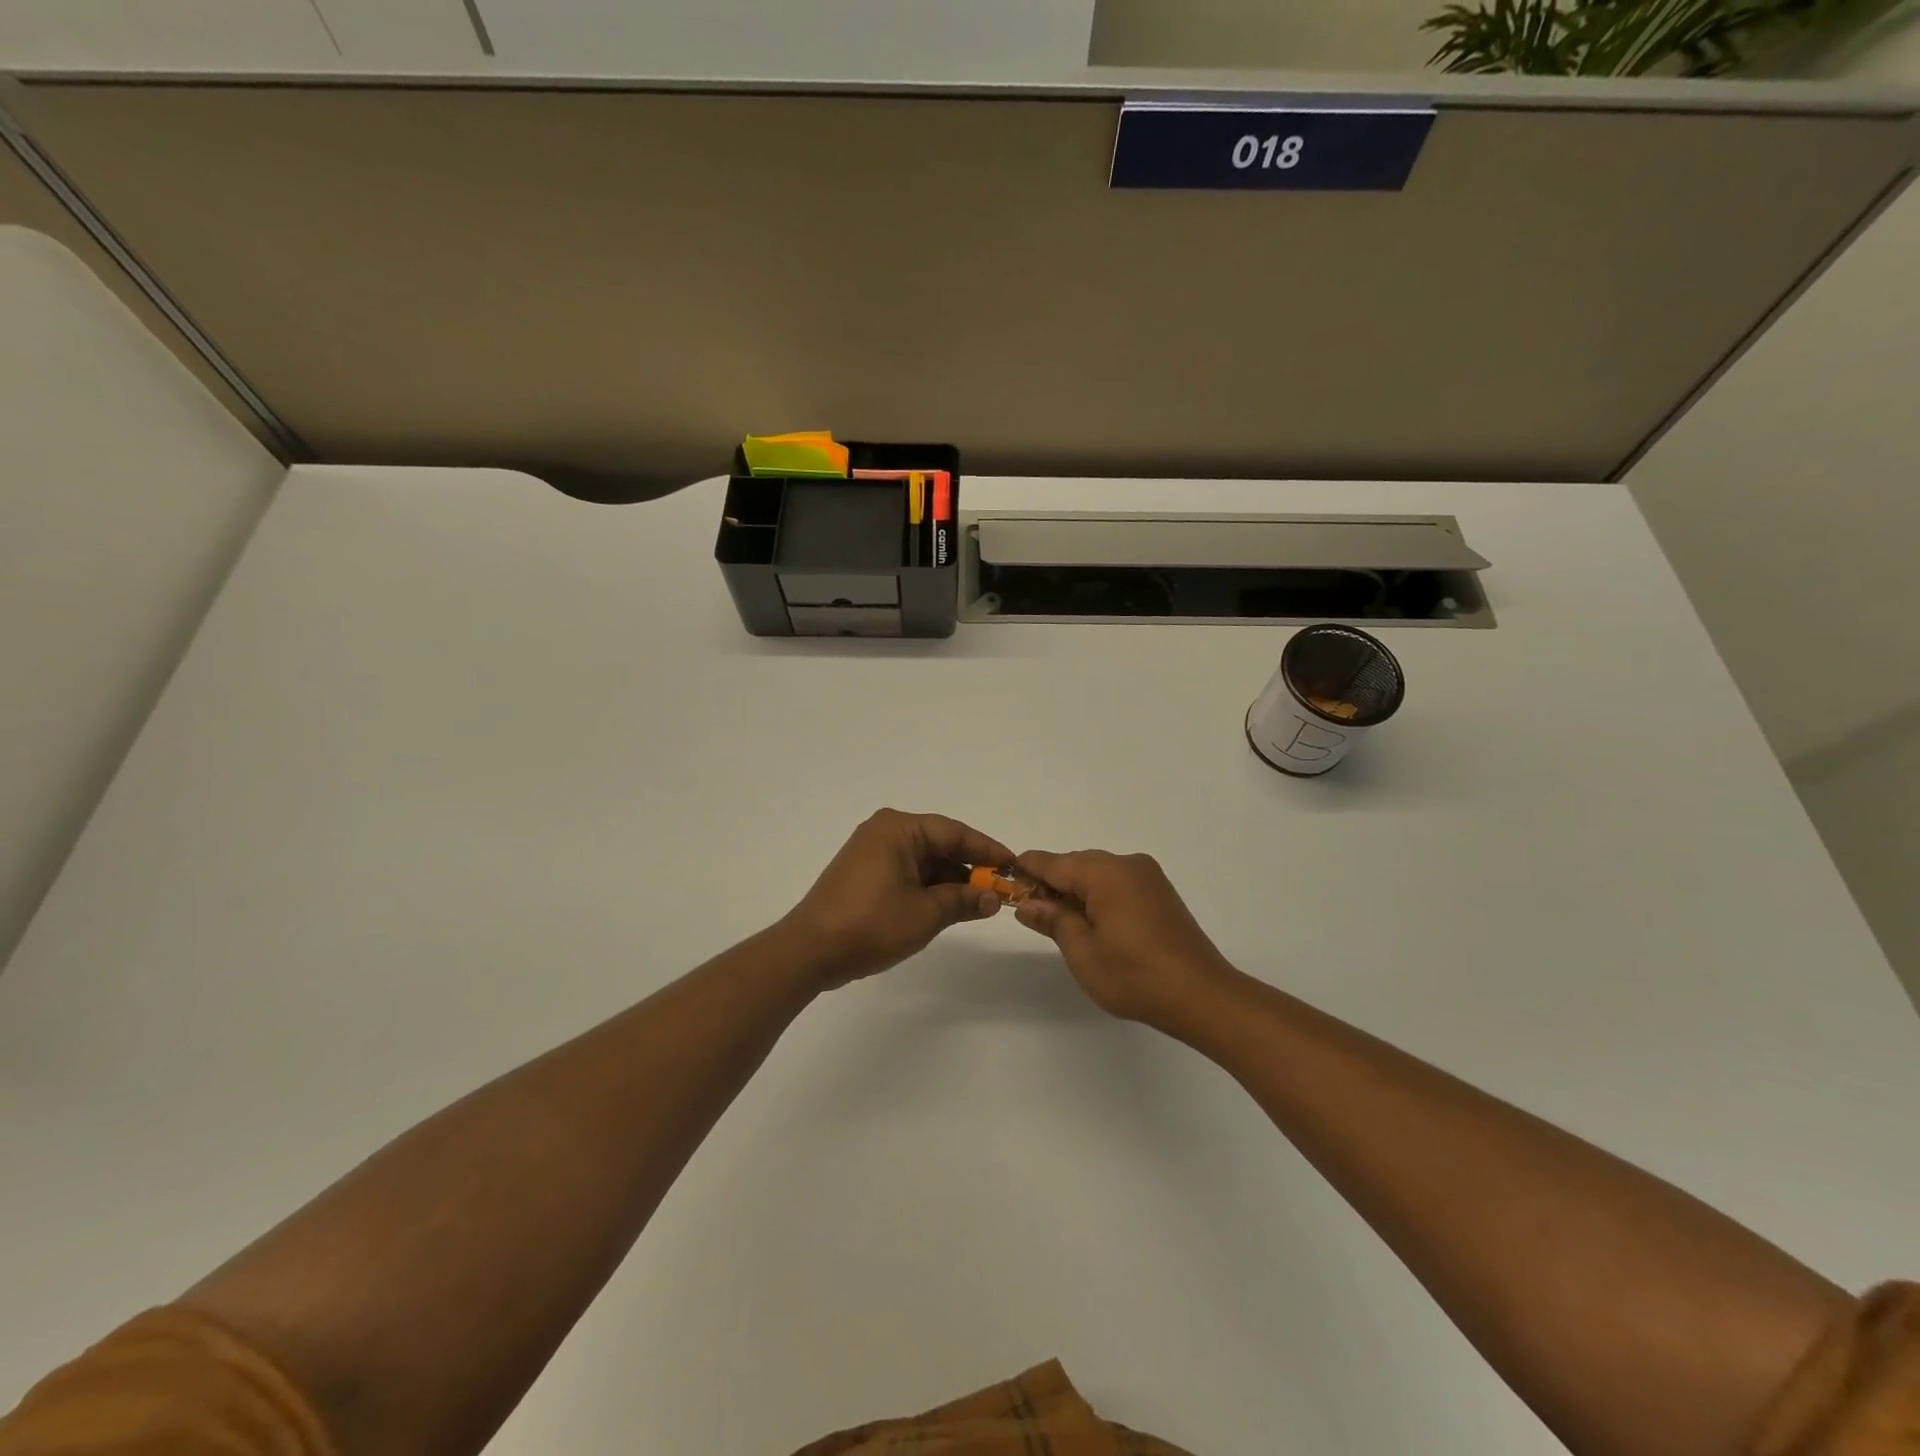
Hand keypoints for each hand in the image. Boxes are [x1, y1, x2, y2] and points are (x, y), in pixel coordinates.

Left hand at [783, 809, 1009, 987]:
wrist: (810, 951)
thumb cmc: (871, 924)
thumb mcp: (926, 913)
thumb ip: (964, 900)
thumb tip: (994, 898)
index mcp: (898, 829)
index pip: (955, 832)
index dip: (987, 849)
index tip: (1014, 865)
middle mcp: (884, 832)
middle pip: (939, 845)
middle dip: (970, 868)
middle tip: (1001, 889)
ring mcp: (871, 853)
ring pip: (924, 861)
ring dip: (950, 881)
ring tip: (981, 903)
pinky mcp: (864, 875)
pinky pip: (907, 873)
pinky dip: (929, 888)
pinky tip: (950, 907)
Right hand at [1012, 849, 1238, 1031]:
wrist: (1202, 995)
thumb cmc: (1135, 976)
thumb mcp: (1082, 952)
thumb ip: (1053, 920)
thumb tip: (1027, 903)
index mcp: (1105, 873)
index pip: (1054, 863)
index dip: (1027, 869)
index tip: (1005, 875)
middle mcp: (1127, 864)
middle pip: (1077, 864)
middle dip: (1052, 882)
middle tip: (1029, 908)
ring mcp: (1148, 877)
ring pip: (1099, 872)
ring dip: (1076, 889)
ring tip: (1059, 919)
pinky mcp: (1160, 892)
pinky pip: (1118, 882)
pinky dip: (1099, 894)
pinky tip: (1091, 920)